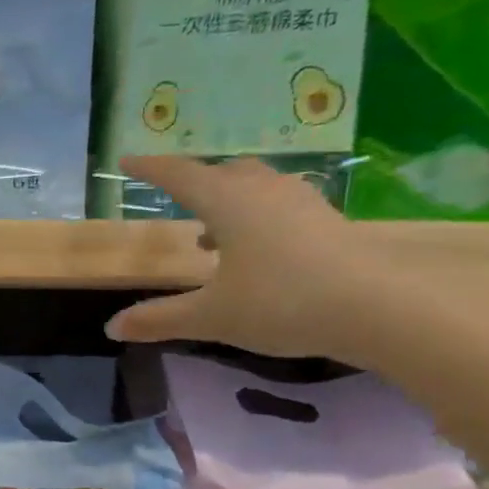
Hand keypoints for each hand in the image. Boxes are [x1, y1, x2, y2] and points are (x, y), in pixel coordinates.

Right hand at [103, 155, 488, 364]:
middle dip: (196, 181)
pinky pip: (281, 205)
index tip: (128, 160)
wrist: (377, 309)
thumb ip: (159, 319)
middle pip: (224, 172)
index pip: (180, 176)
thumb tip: (112, 328)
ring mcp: (302, 204)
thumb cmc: (281, 303)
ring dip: (228, 201)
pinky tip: (256, 251)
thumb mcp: (210, 316)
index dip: (151, 168)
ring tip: (210, 235)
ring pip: (257, 186)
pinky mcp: (328, 222)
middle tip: (175, 199)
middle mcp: (264, 193)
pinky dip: (257, 217)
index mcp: (228, 204)